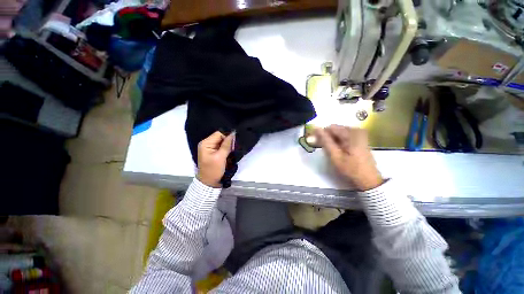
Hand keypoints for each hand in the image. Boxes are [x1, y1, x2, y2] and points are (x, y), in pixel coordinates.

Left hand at [197, 131, 234, 187]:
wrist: (209, 182)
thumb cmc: (213, 170)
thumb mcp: (221, 157)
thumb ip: (226, 145)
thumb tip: (233, 133)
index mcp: (206, 143)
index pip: (219, 134)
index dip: (227, 137)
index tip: (232, 145)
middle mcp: (206, 143)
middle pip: (220, 137)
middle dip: (227, 142)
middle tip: (232, 150)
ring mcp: (209, 148)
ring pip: (222, 142)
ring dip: (227, 146)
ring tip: (230, 152)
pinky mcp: (213, 152)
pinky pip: (221, 147)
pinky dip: (225, 149)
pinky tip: (228, 153)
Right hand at [315, 125, 382, 190]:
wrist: (369, 180)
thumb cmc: (351, 169)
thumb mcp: (335, 156)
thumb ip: (325, 141)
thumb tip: (315, 128)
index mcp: (351, 133)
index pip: (330, 128)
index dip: (321, 134)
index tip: (314, 141)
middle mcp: (357, 131)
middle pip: (335, 130)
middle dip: (326, 137)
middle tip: (321, 147)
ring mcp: (360, 135)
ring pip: (339, 133)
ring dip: (332, 140)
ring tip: (329, 150)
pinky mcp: (360, 140)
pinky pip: (344, 137)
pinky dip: (338, 142)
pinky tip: (337, 150)